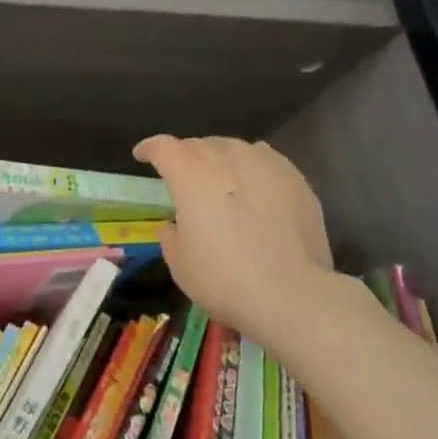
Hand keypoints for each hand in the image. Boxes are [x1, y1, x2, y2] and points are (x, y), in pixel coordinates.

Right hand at [133, 135, 337, 342]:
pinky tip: (254, 180)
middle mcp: (227, 161)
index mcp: (191, 178)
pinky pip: (265, 159)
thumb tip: (174, 226)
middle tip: (181, 171)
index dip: (149, 148)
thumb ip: (171, 237)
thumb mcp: (180, 265)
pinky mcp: (295, 180)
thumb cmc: (224, 280)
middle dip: (185, 153)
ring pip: (234, 147)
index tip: (142, 155)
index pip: (164, 148)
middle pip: (200, 144)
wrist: (292, 294)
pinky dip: (251, 164)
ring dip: (219, 155)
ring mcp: (265, 166)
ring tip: (219, 172)